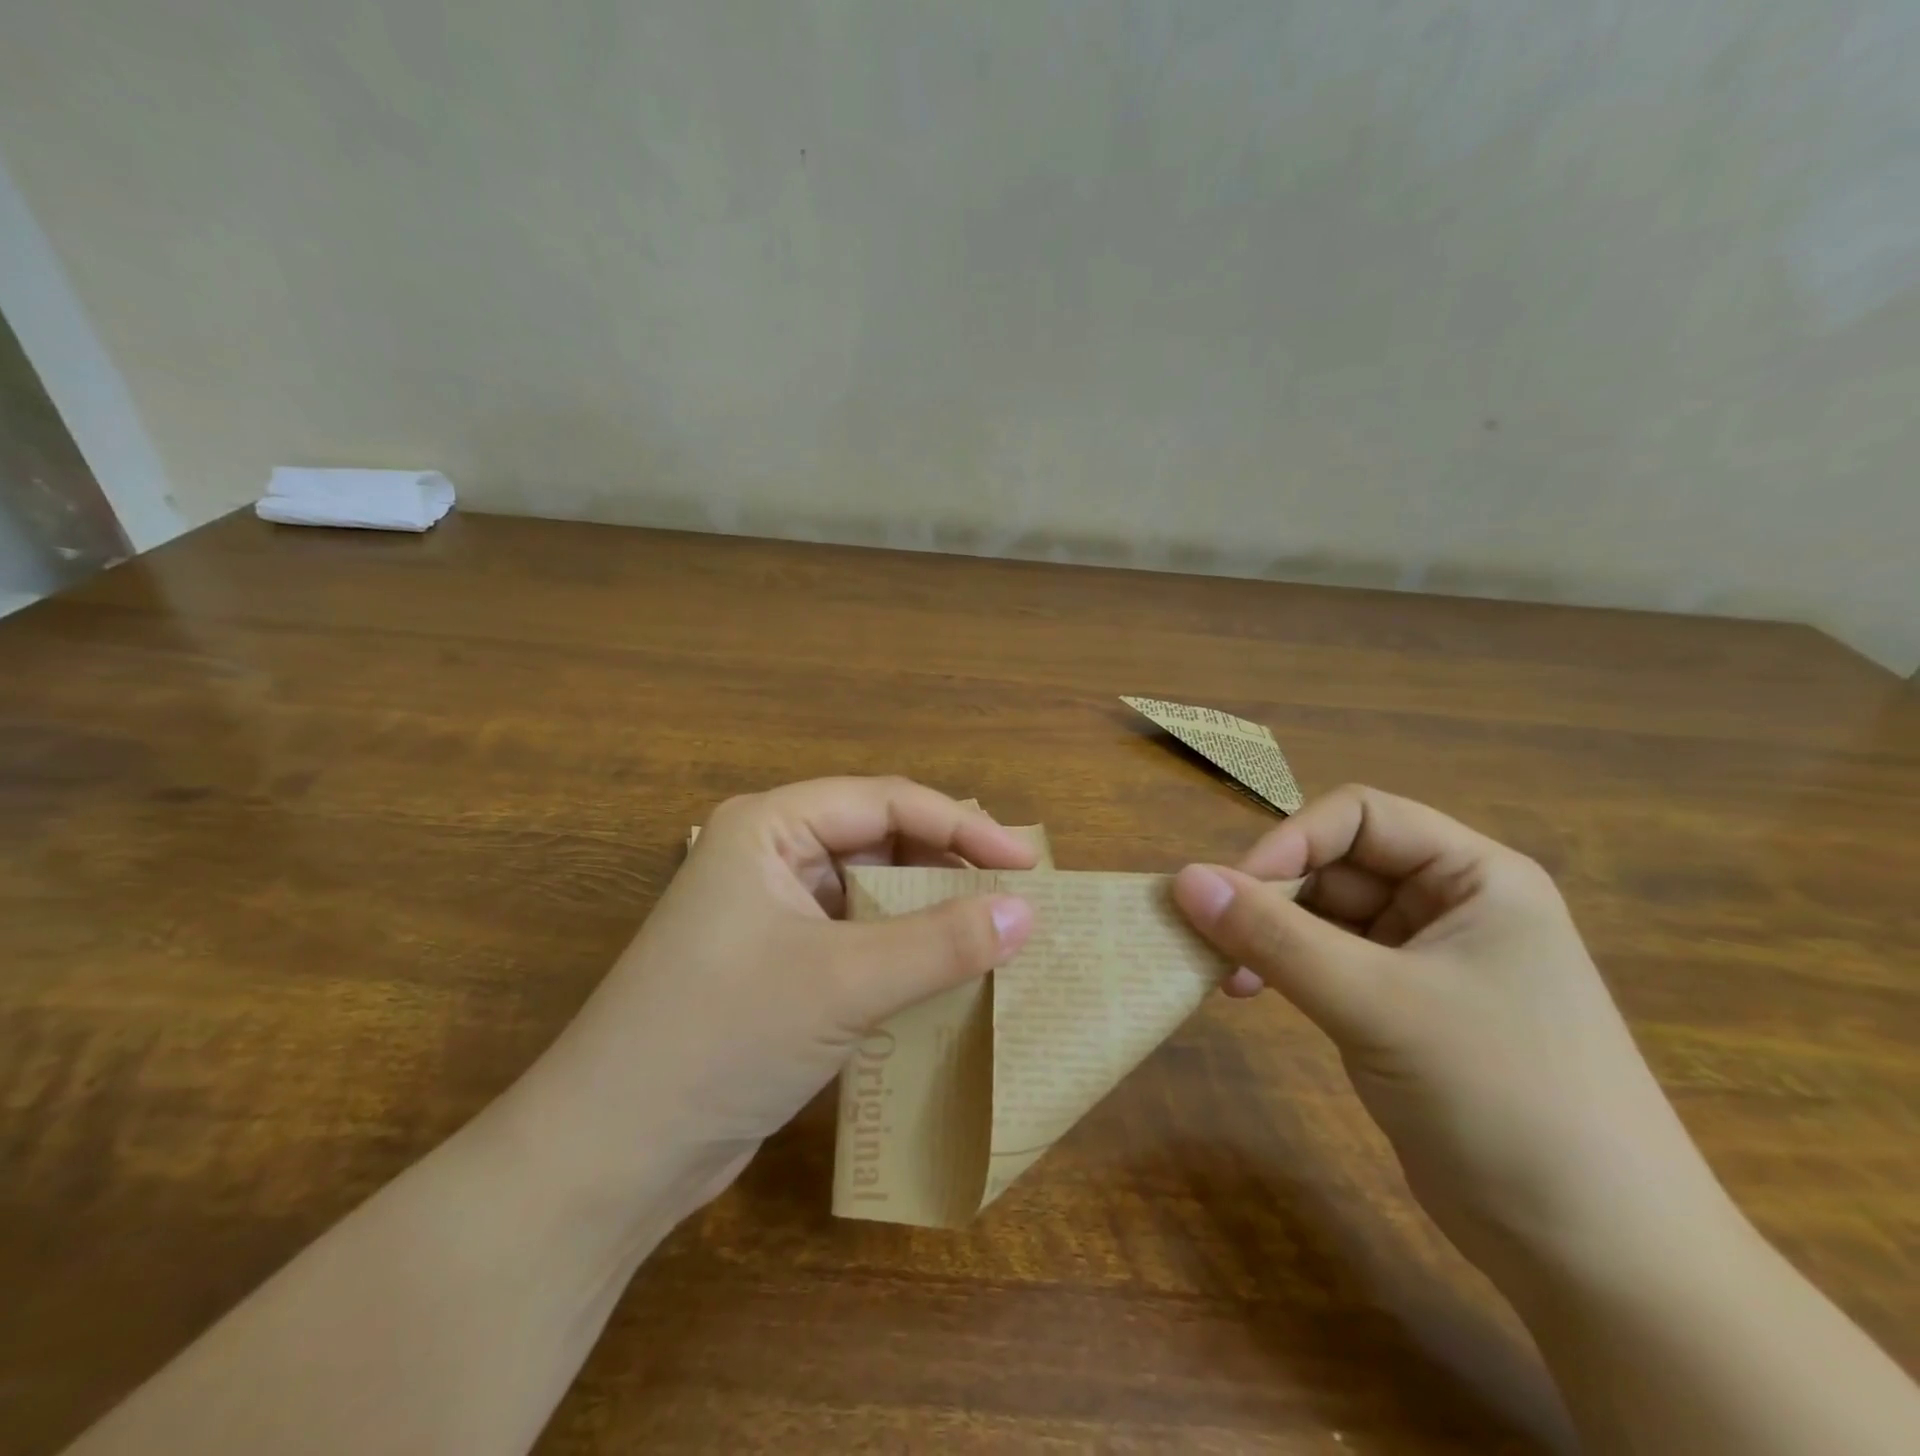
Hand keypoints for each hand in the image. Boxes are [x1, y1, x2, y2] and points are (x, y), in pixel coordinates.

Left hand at [514, 777, 1036, 1214]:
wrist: (611, 1155)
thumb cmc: (723, 1036)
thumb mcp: (844, 982)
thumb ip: (942, 943)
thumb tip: (1027, 913)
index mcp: (770, 827)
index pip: (886, 802)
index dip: (963, 827)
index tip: (1027, 865)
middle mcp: (770, 858)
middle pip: (880, 842)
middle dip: (947, 867)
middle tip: (1017, 898)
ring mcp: (771, 915)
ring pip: (871, 894)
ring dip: (929, 914)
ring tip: (995, 936)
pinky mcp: (778, 968)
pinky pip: (857, 940)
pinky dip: (903, 953)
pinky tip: (946, 977)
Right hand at [1172, 785, 1728, 1283]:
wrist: (1599, 1260)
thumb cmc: (1505, 1100)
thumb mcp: (1378, 1005)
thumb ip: (1274, 937)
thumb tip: (1184, 879)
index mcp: (1474, 877)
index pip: (1360, 817)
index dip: (1291, 841)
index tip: (1233, 890)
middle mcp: (1452, 905)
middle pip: (1337, 866)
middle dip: (1272, 895)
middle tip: (1213, 938)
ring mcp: (1427, 959)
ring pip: (1325, 916)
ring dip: (1270, 935)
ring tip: (1226, 975)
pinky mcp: (1402, 1009)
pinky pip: (1327, 962)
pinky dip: (1284, 969)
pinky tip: (1252, 995)